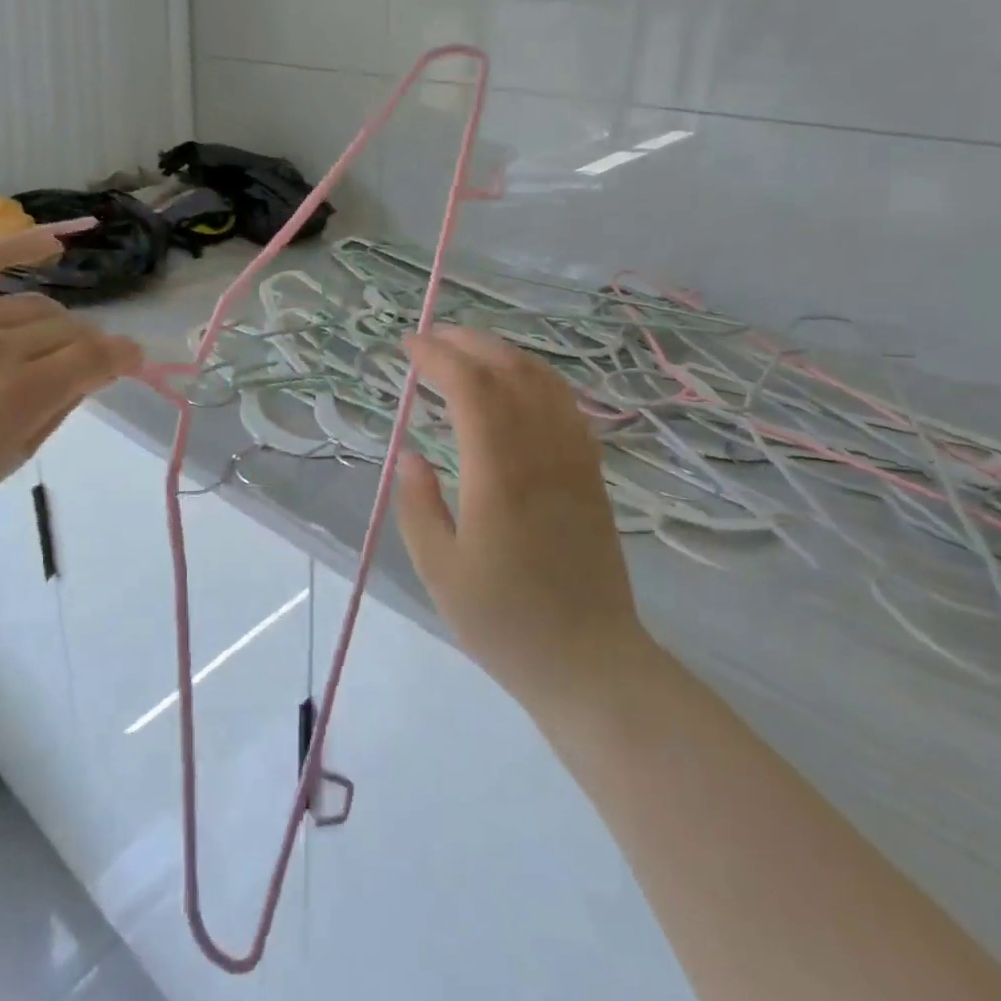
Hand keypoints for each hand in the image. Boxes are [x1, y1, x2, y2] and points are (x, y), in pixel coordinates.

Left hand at [0, 225, 142, 547]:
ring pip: (35, 306)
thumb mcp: (18, 454)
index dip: (125, 356)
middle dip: (89, 348)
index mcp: (18, 395)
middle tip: (83, 368)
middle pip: (69, 329)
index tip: (133, 360)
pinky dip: (18, 248)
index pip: (95, 357)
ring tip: (49, 345)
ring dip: (56, 326)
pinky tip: (51, 242)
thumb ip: (63, 404)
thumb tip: (98, 369)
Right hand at [395, 326, 648, 714]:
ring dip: (504, 353)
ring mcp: (574, 460)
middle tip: (432, 338)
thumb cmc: (504, 622)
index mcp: (499, 474)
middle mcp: (541, 453)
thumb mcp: (439, 570)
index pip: (470, 388)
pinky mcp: (592, 473)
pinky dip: (536, 378)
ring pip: (543, 381)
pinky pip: (566, 405)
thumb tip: (411, 453)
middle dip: (468, 343)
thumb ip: (418, 504)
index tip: (408, 347)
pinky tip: (517, 383)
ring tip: (469, 350)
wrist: (590, 662)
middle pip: (509, 371)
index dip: (438, 357)